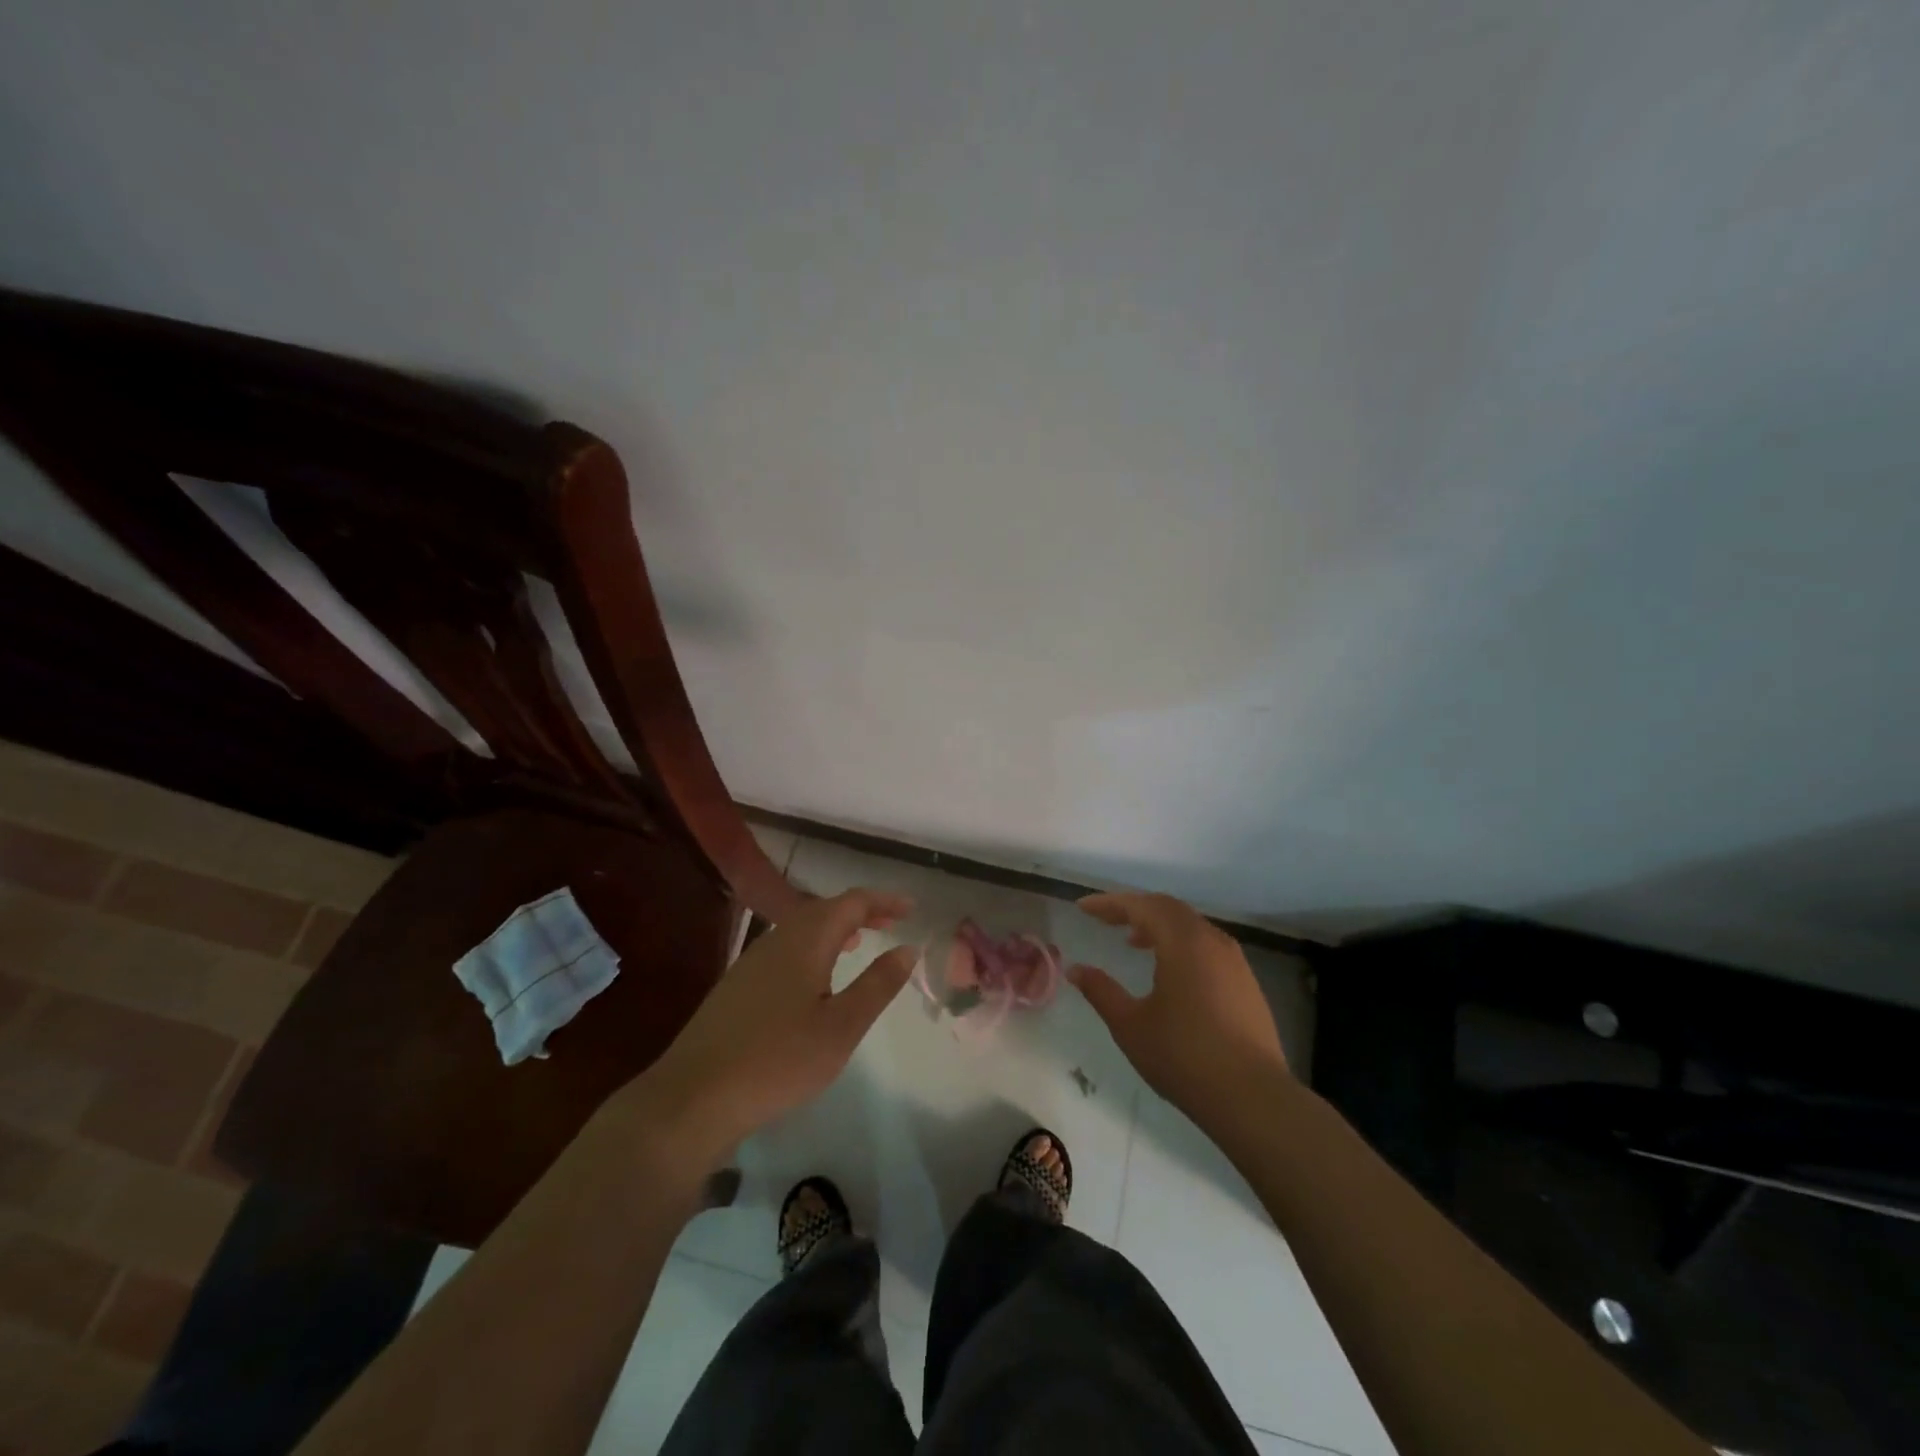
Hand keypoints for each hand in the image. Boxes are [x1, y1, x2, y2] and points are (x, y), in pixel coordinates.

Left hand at [615, 889, 917, 1166]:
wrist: (694, 1097)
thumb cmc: (779, 1060)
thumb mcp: (842, 1026)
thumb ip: (877, 984)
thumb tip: (907, 948)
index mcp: (806, 939)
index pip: (852, 902)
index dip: (884, 901)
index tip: (911, 908)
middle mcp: (778, 938)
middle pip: (825, 909)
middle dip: (862, 910)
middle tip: (893, 920)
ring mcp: (752, 960)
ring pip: (803, 927)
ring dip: (836, 927)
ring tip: (860, 940)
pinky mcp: (738, 984)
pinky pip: (786, 947)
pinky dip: (814, 946)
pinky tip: (817, 976)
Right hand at [1070, 892, 1288, 1119]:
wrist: (1253, 1098)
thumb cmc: (1184, 1056)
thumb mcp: (1130, 1025)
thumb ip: (1101, 991)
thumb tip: (1076, 970)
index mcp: (1183, 942)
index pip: (1141, 906)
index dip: (1110, 903)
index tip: (1083, 908)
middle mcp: (1211, 941)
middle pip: (1168, 908)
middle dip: (1134, 909)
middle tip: (1105, 920)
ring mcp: (1234, 961)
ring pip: (1191, 926)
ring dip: (1159, 926)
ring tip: (1133, 942)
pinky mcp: (1246, 982)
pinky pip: (1207, 945)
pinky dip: (1181, 944)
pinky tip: (1170, 971)